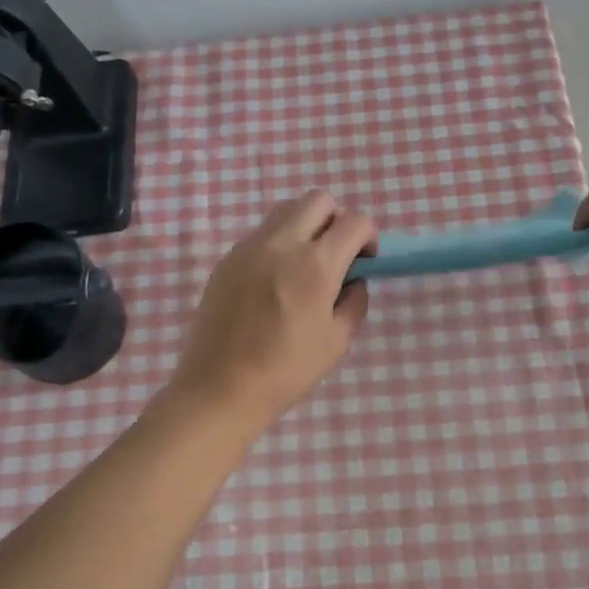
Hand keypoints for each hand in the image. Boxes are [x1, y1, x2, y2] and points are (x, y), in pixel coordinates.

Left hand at [167, 191, 375, 428]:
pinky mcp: (227, 259)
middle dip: (337, 220)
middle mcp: (282, 244)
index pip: (355, 222)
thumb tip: (353, 281)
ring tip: (305, 265)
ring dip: (306, 226)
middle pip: (318, 200)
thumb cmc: (285, 371)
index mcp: (316, 265)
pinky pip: (262, 234)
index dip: (368, 237)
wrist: (220, 388)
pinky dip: (279, 243)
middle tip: (337, 255)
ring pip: (286, 210)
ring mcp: (249, 248)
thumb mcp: (336, 342)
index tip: (365, 261)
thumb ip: (353, 302)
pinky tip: (274, 282)